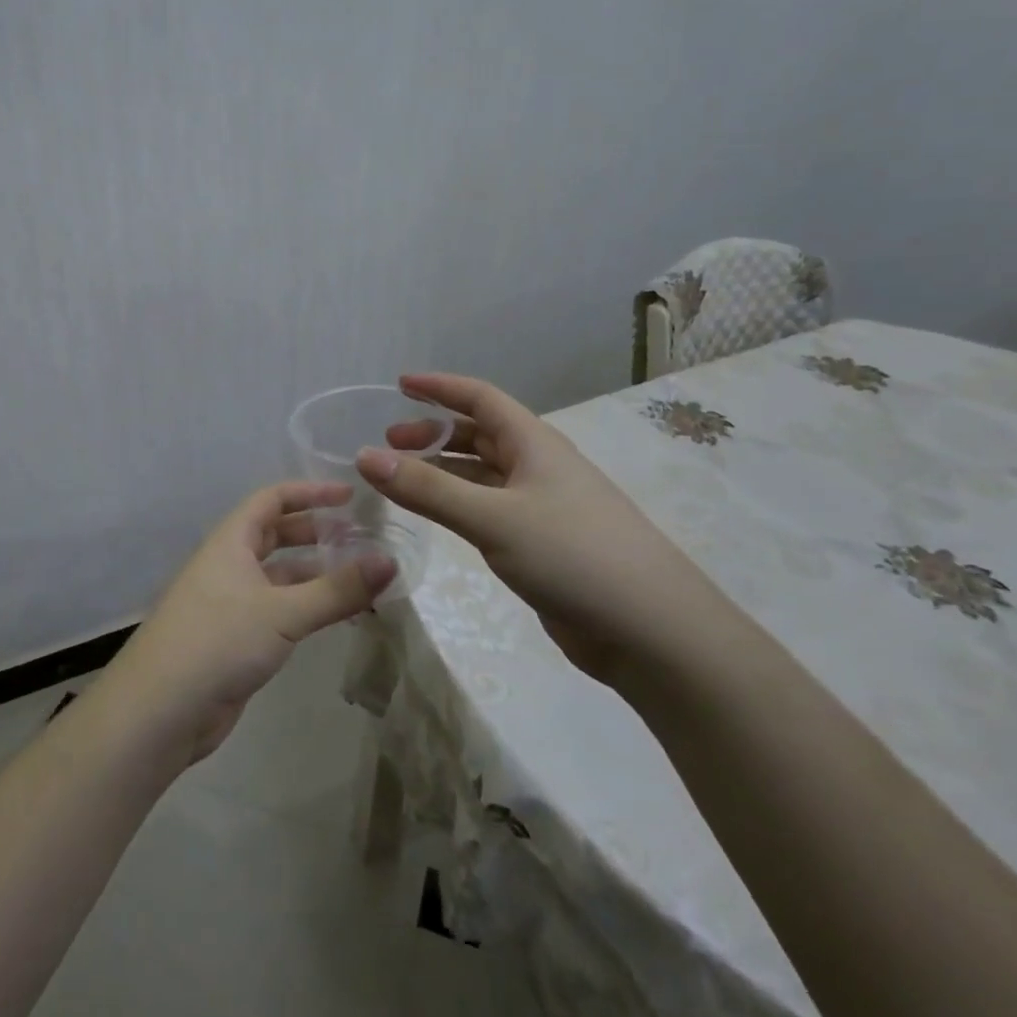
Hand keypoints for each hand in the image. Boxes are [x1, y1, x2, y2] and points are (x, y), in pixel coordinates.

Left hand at [99, 482, 396, 765]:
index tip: (350, 496)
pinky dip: (307, 607)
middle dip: (317, 533)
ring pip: (280, 577)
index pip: (272, 499)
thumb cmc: (218, 642)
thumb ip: (337, 590)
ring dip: (317, 575)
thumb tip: (390, 561)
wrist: (160, 711)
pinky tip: (337, 618)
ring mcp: (230, 603)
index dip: (310, 493)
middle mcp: (229, 565)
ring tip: (362, 580)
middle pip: (276, 535)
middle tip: (362, 539)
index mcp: (231, 542)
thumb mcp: (282, 612)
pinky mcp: (235, 639)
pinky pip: (278, 610)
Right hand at [358, 373, 739, 684]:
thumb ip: (428, 489)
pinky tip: (438, 519)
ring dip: (443, 472)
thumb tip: (365, 457)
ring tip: (401, 481)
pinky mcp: (542, 546)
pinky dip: (458, 506)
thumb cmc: (573, 555)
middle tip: (388, 446)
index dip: (440, 387)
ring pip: (482, 476)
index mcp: (534, 444)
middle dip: (433, 434)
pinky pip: (489, 511)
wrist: (650, 631)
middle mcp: (538, 467)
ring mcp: (542, 508)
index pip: (480, 398)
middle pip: (479, 435)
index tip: (398, 385)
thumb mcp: (493, 518)